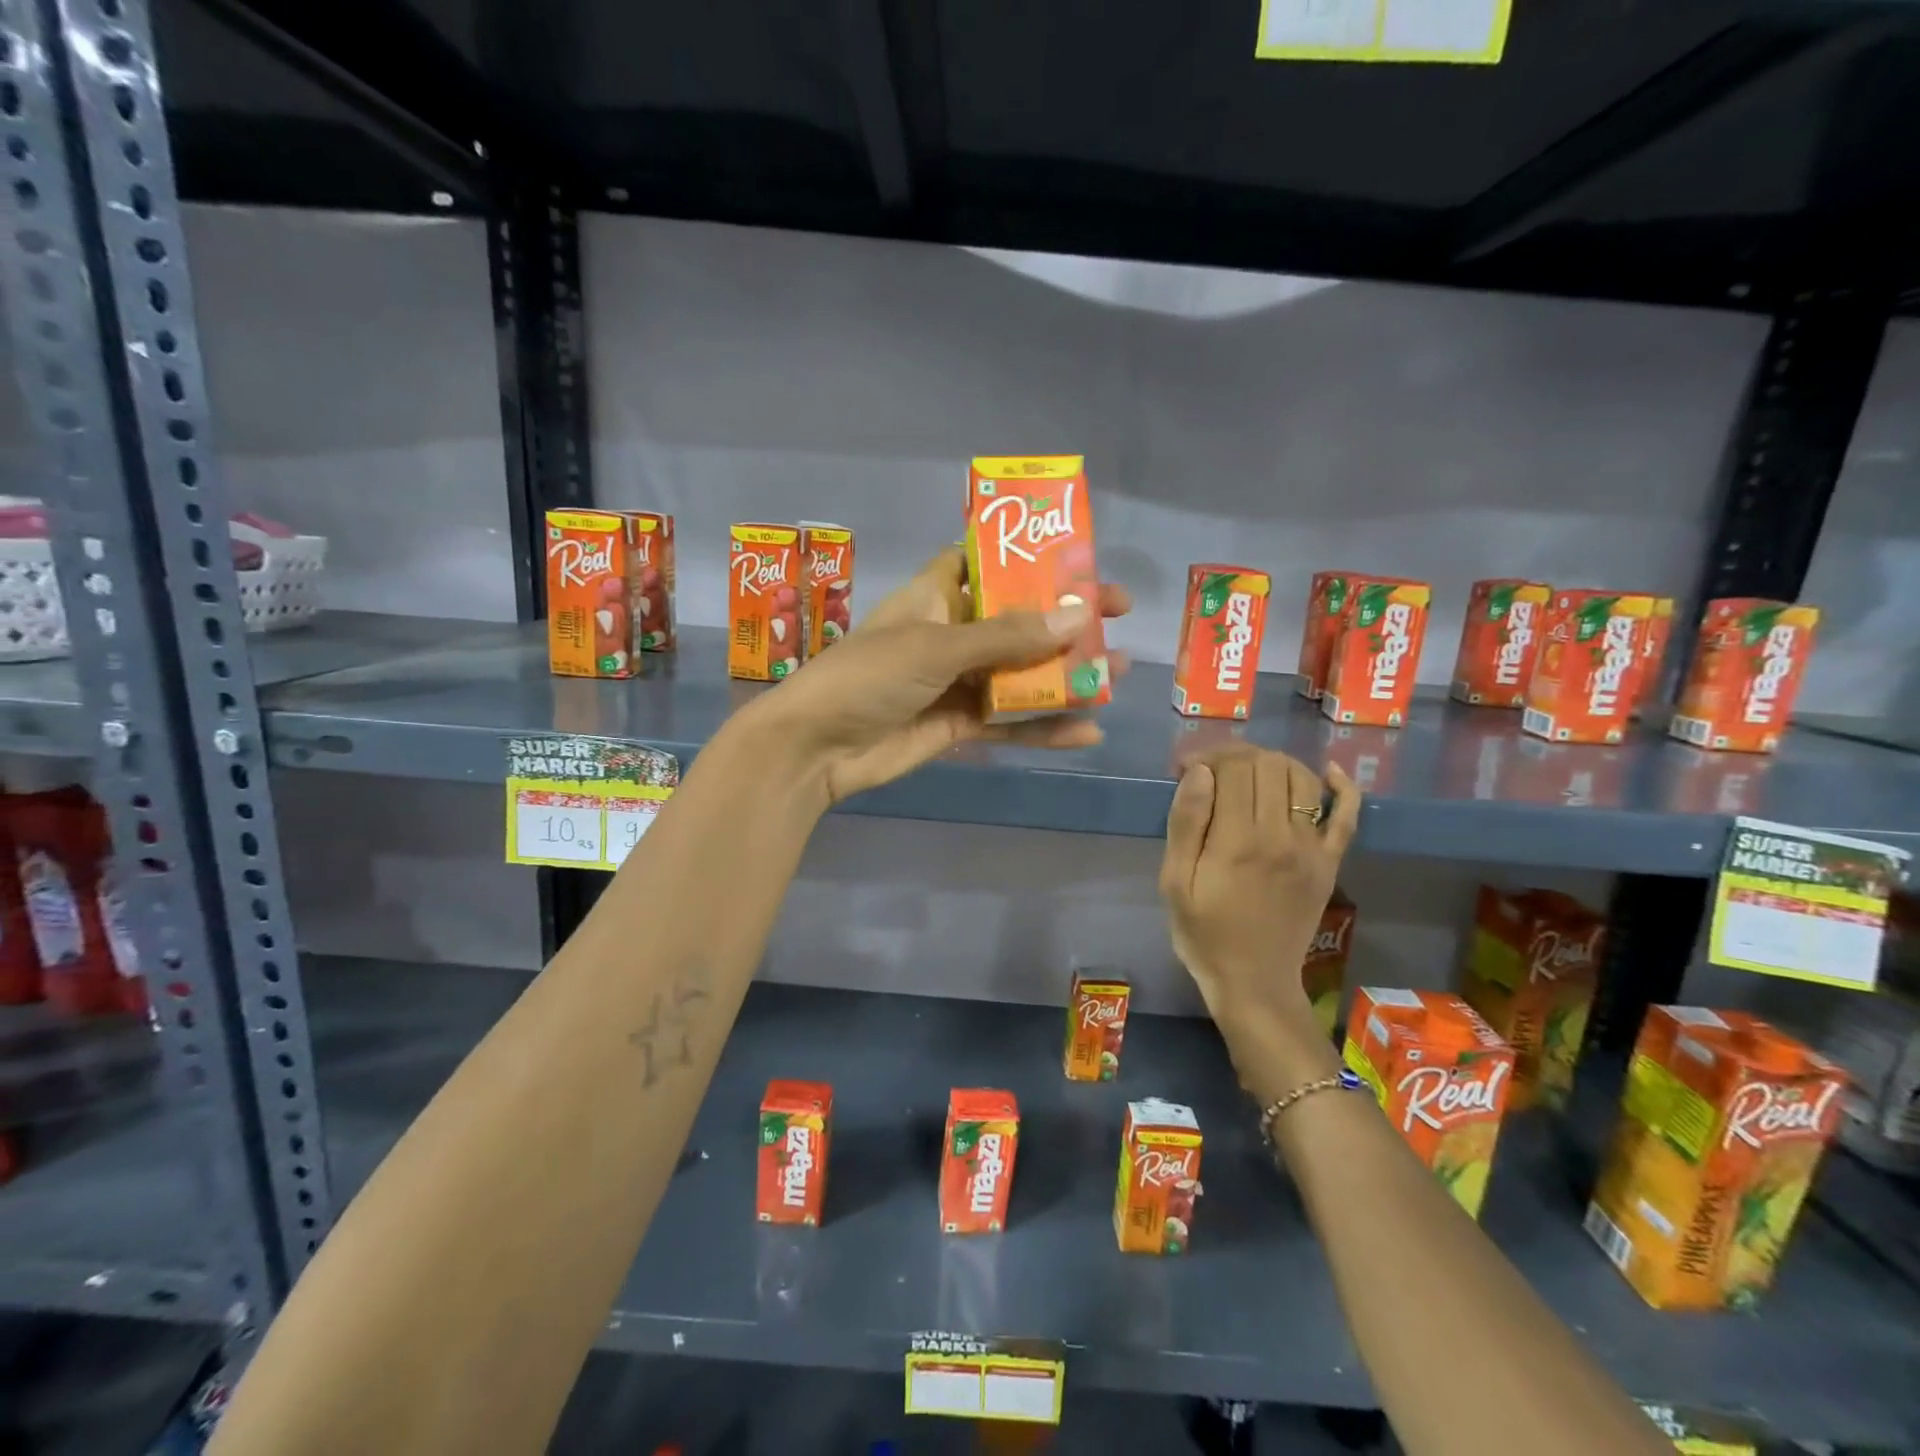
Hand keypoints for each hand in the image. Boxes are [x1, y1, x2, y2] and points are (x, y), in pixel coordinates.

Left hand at [745, 546, 1130, 806]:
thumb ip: (1007, 636)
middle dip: (1064, 620)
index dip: (1030, 559)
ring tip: (1117, 674)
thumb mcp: (937, 646)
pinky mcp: (957, 725)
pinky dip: (1044, 728)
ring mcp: (955, 682)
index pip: (988, 564)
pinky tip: (1088, 732)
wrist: (816, 749)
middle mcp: (950, 634)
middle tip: (1118, 617)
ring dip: (1065, 675)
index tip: (1080, 560)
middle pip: (1017, 621)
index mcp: (936, 597)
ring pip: (1020, 674)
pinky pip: (1009, 723)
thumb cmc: (868, 676)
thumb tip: (1079, 616)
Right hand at [1159, 747, 1359, 1056]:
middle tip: (1212, 770)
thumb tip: (1200, 772)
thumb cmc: (1203, 933)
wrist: (1253, 982)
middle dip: (1236, 756)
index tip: (1186, 768)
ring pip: (1302, 778)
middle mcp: (1281, 835)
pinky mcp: (1330, 862)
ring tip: (1249, 774)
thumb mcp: (1174, 881)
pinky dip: (1343, 787)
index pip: (1233, 768)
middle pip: (1268, 765)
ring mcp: (1312, 848)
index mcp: (1237, 840)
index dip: (1207, 756)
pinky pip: (1348, 815)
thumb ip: (1186, 823)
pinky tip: (1329, 772)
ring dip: (1274, 763)